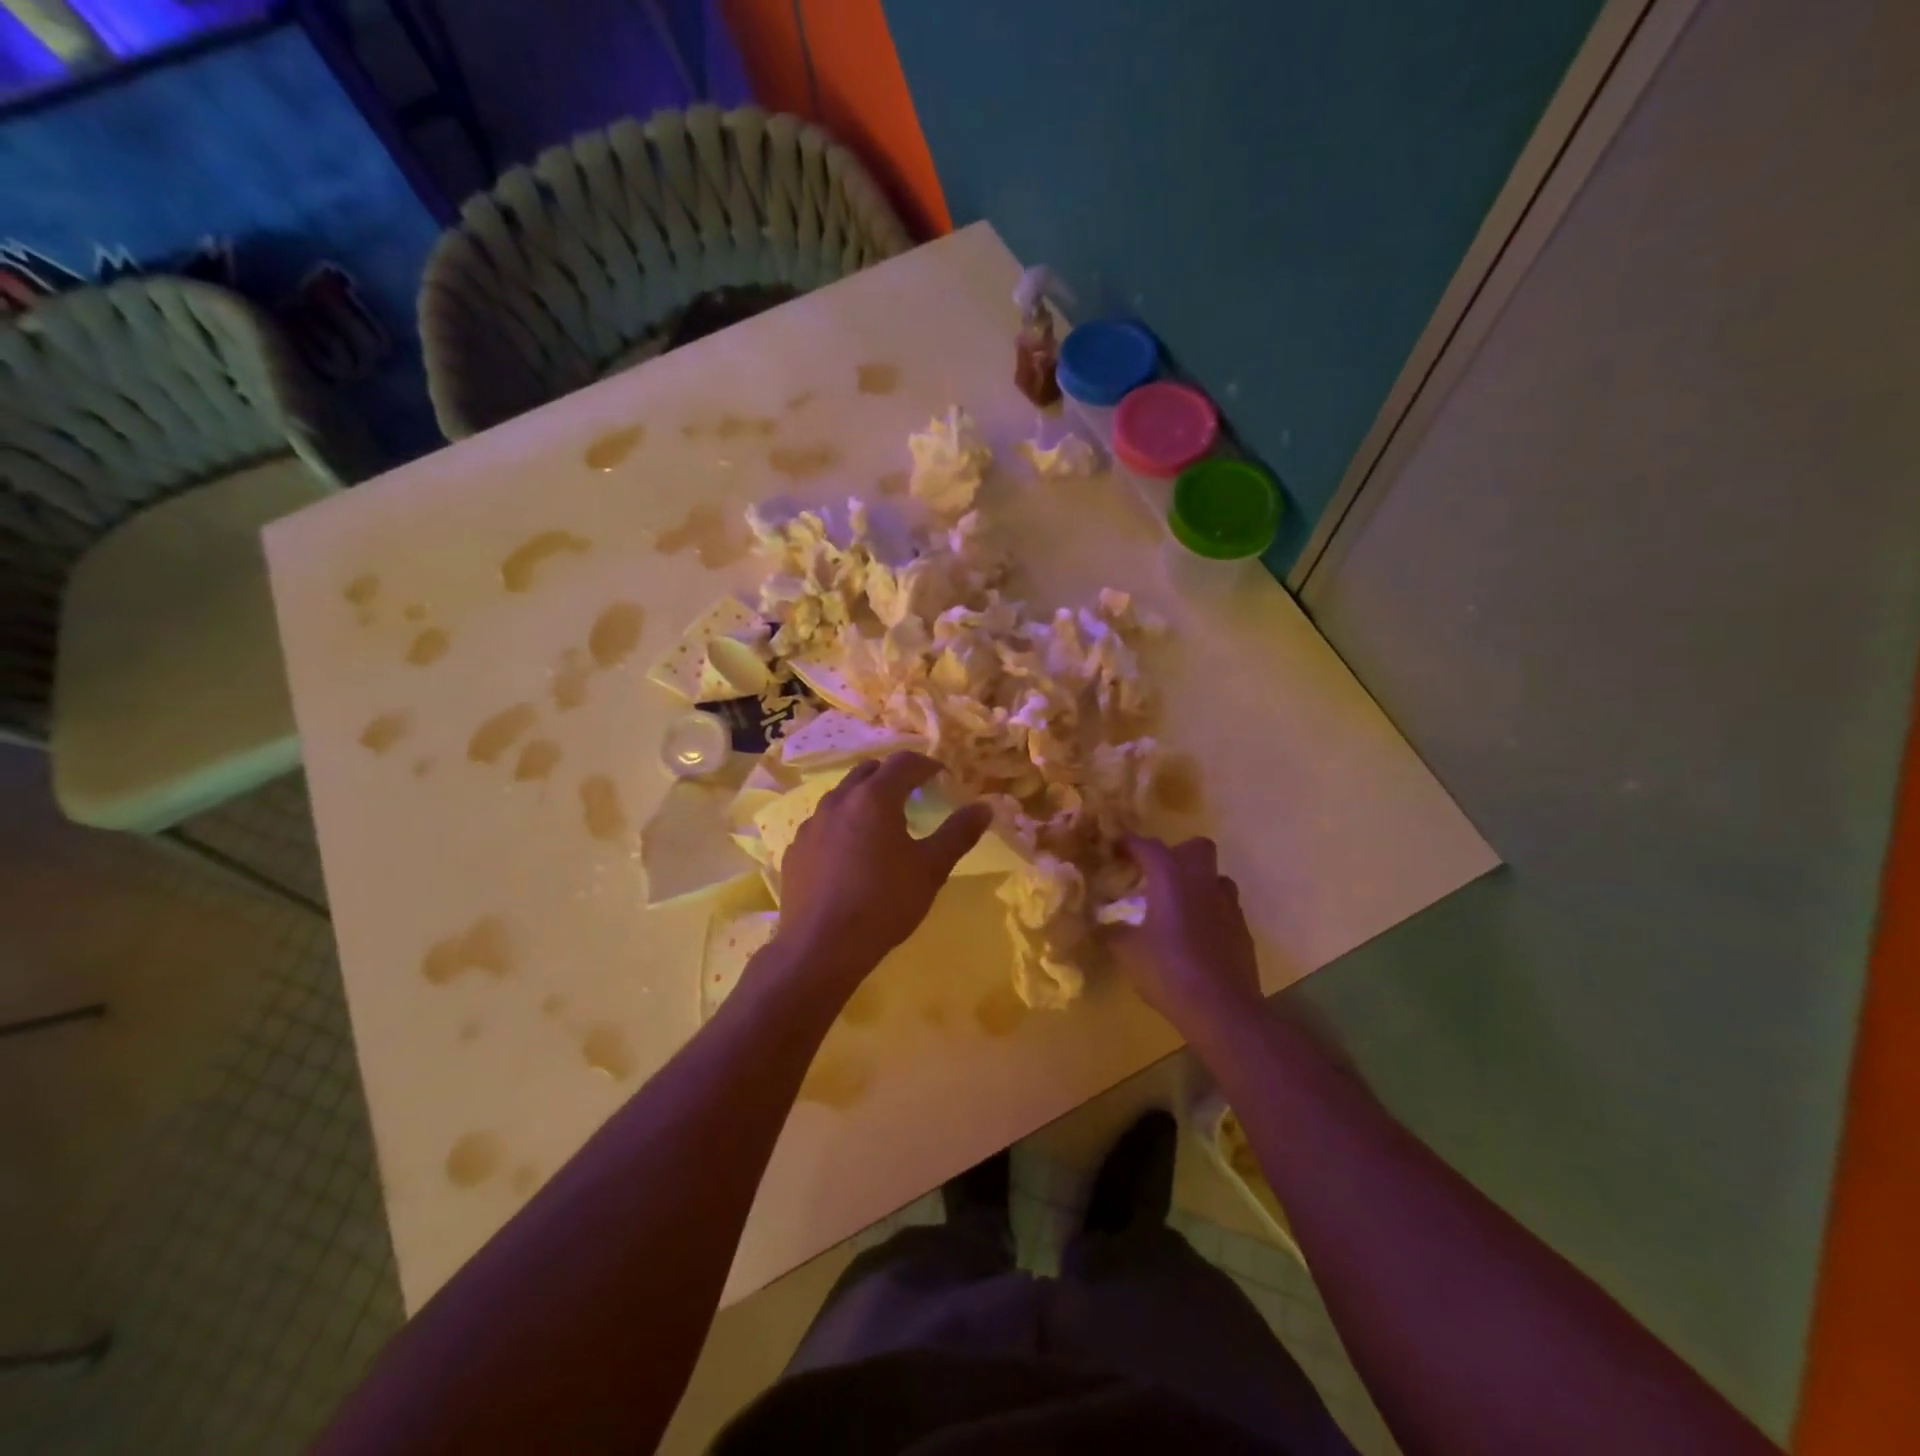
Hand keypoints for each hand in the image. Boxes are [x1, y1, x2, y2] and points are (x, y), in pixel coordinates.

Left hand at [775, 753, 991, 986]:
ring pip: (842, 796)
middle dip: (893, 777)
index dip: (927, 765)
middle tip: (913, 796)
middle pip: (869, 771)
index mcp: (874, 798)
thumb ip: (958, 833)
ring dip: (865, 799)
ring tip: (881, 826)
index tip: (942, 778)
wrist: (821, 947)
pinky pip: (823, 824)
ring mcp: (812, 824)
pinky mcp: (795, 849)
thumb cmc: (884, 903)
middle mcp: (838, 800)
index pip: (904, 762)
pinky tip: (850, 855)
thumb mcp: (931, 869)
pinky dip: (842, 825)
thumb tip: (984, 807)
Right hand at [1108, 834, 1262, 1030]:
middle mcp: (1202, 882)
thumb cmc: (1168, 972)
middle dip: (1177, 853)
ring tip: (1178, 906)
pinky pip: (1225, 907)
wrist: (1222, 1009)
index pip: (1148, 846)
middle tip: (1157, 875)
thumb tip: (1102, 922)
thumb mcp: (1126, 952)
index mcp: (1171, 879)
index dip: (1129, 843)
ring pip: (1215, 877)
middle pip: (1196, 847)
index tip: (1115, 848)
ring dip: (1197, 883)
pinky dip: (1210, 912)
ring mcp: (1228, 905)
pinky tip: (1196, 936)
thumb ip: (1112, 931)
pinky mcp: (1243, 929)